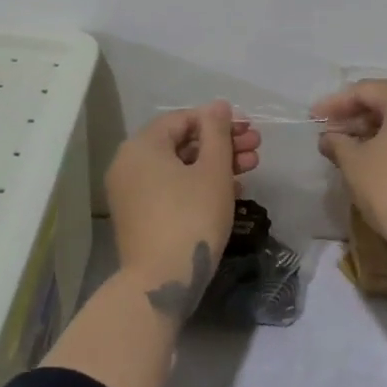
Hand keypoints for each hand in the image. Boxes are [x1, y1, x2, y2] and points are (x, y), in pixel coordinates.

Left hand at [106, 100, 261, 320]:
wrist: (162, 281)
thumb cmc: (191, 217)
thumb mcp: (213, 170)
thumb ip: (217, 133)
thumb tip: (218, 105)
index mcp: (142, 146)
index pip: (183, 119)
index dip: (219, 121)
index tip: (249, 130)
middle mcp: (129, 164)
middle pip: (182, 143)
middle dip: (222, 144)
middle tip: (257, 148)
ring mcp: (131, 192)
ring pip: (179, 167)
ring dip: (216, 164)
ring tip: (252, 168)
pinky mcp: (139, 215)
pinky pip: (170, 188)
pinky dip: (198, 185)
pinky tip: (231, 191)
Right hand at [311, 80, 386, 261]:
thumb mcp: (355, 164)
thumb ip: (338, 143)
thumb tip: (328, 137)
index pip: (365, 90)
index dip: (335, 103)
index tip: (313, 118)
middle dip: (355, 116)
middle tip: (328, 133)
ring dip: (374, 130)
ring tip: (347, 148)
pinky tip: (374, 158)